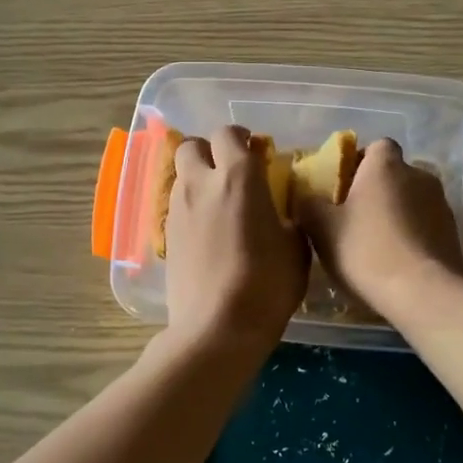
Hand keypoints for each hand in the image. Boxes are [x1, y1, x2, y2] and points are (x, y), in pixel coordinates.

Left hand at [164, 126, 309, 353]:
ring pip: (180, 175)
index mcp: (238, 178)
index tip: (257, 154)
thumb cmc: (266, 285)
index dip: (241, 139)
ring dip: (198, 178)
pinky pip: (176, 205)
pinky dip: (190, 206)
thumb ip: (288, 218)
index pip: (228, 134)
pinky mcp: (166, 236)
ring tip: (219, 203)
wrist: (217, 328)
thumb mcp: (296, 249)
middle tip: (230, 172)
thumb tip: (282, 213)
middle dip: (209, 151)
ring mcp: (178, 210)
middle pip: (191, 145)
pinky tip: (207, 231)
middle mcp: (201, 184)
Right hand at [297, 138, 462, 318]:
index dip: (360, 163)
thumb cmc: (366, 250)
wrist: (422, 292)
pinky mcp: (453, 232)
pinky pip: (426, 224)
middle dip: (378, 190)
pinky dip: (413, 235)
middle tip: (355, 219)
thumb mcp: (322, 229)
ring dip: (397, 213)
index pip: (376, 146)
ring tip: (378, 244)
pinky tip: (398, 261)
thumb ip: (309, 205)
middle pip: (395, 174)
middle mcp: (419, 175)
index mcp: (386, 165)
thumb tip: (306, 196)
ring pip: (412, 200)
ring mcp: (441, 203)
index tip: (344, 187)